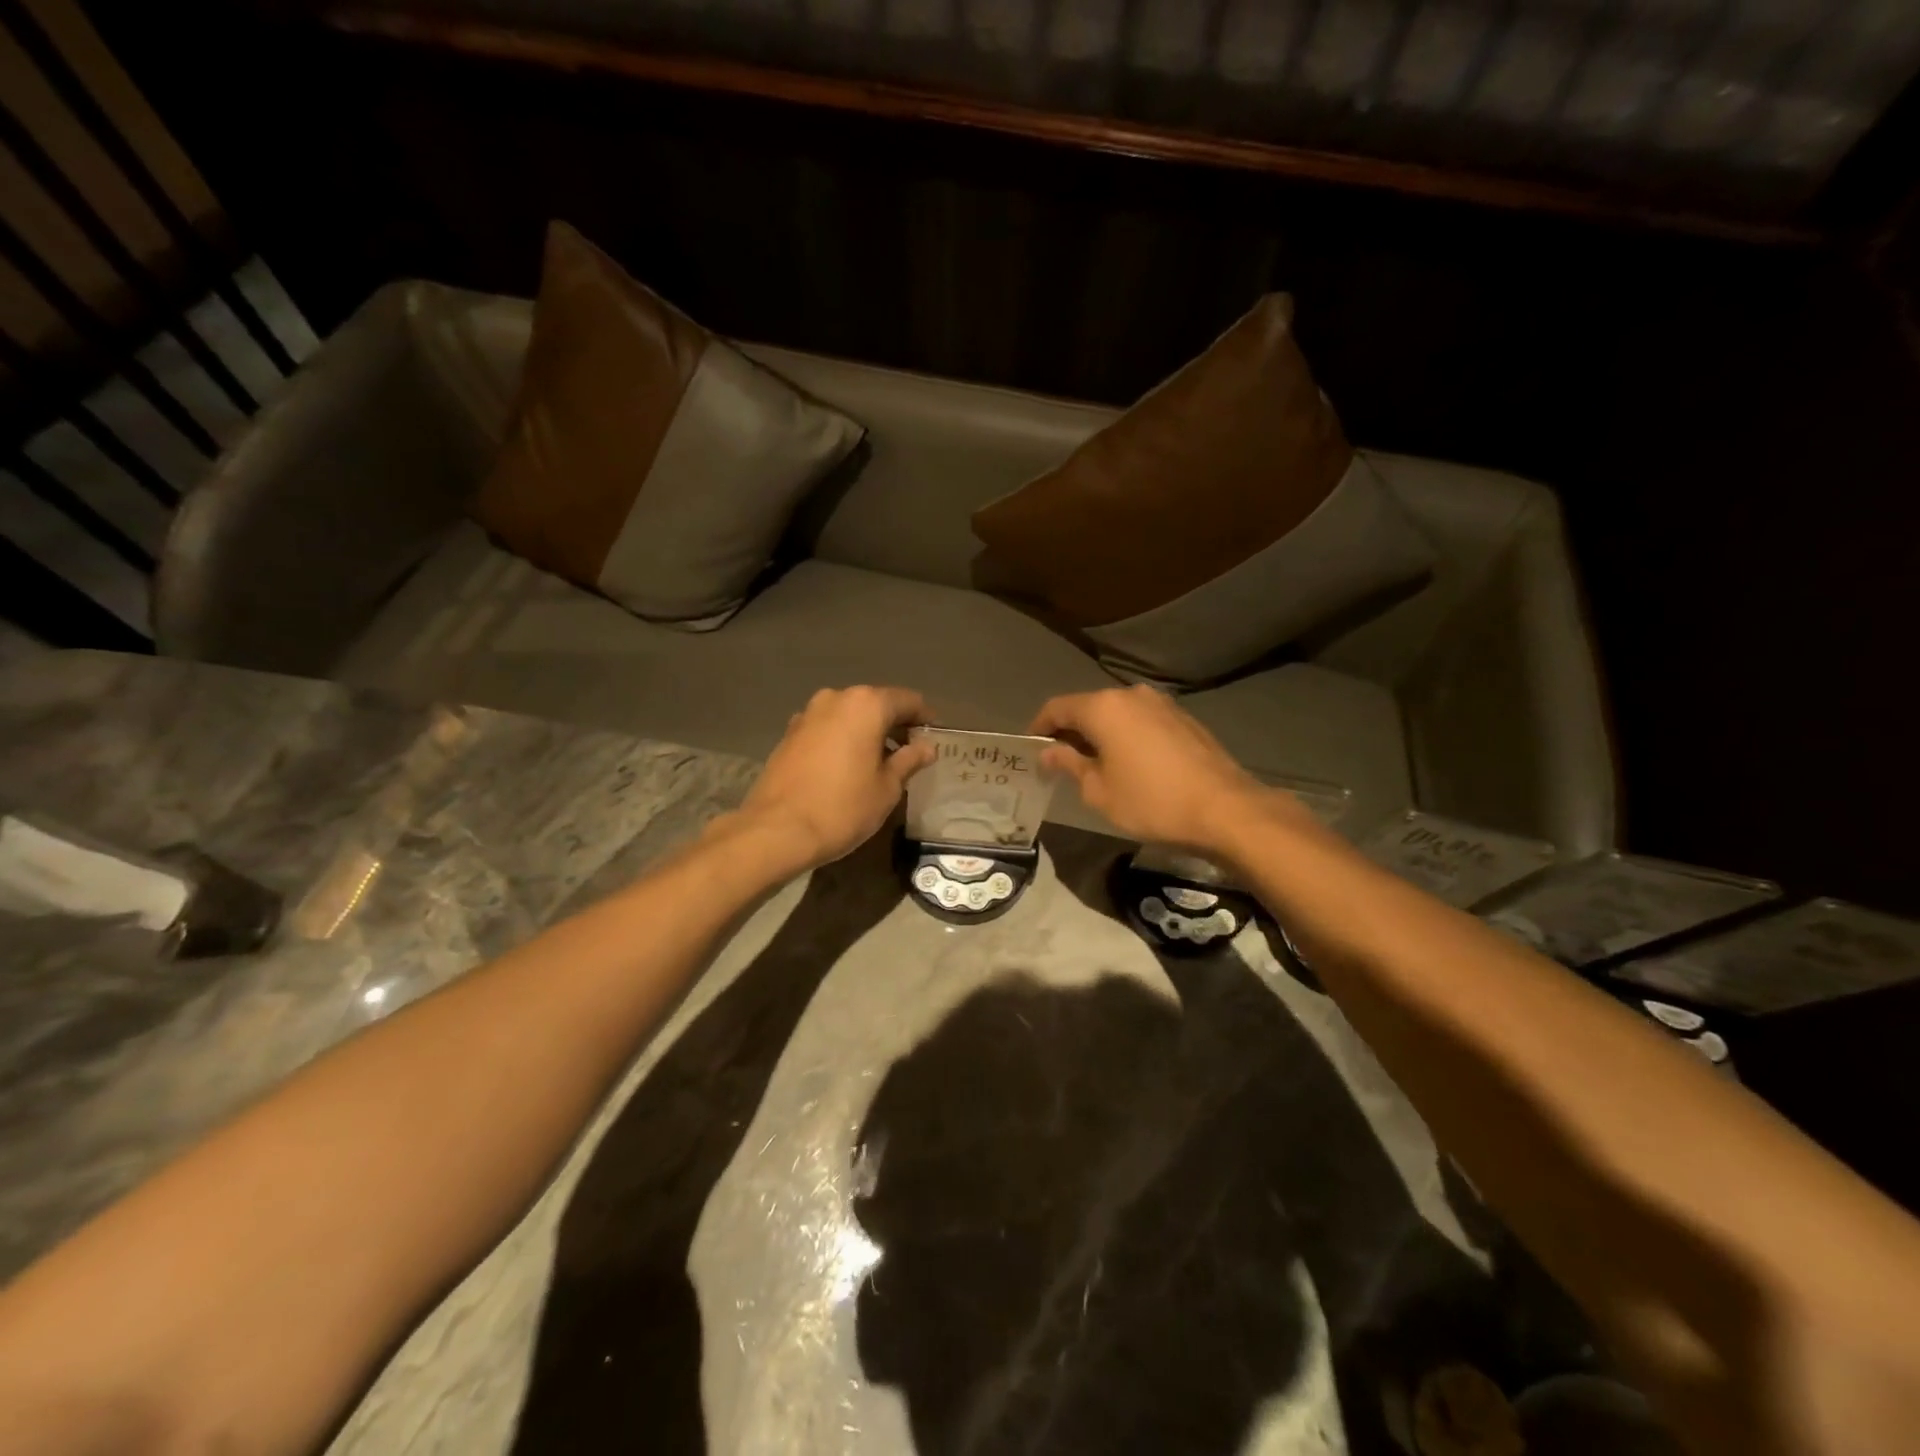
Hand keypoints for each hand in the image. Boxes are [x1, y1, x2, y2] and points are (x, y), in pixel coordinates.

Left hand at [736, 686, 935, 868]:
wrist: (777, 830)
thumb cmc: (843, 807)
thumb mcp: (887, 787)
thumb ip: (909, 761)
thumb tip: (927, 747)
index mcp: (866, 705)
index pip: (908, 701)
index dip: (925, 718)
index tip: (934, 738)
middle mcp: (836, 699)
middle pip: (876, 704)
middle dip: (895, 724)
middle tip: (910, 752)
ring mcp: (808, 714)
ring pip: (849, 715)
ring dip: (867, 732)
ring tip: (879, 762)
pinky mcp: (789, 734)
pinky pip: (827, 728)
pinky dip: (843, 739)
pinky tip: (848, 767)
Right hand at [1029, 685, 1308, 853]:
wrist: (1225, 809)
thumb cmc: (1151, 801)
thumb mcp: (1098, 791)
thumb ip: (1069, 764)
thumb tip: (1048, 752)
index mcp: (1103, 707)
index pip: (1057, 708)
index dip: (1039, 727)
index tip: (1031, 748)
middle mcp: (1131, 695)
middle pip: (1088, 706)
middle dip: (1070, 731)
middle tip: (1059, 761)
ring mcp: (1161, 704)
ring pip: (1116, 713)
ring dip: (1100, 733)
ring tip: (1094, 764)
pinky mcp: (1183, 718)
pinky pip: (1141, 720)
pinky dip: (1126, 735)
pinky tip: (1129, 762)